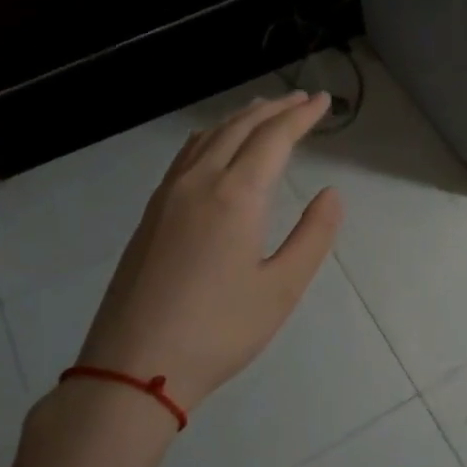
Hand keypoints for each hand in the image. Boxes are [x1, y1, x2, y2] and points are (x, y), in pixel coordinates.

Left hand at [74, 92, 342, 413]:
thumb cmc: (219, 330)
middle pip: (238, 128)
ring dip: (240, 118)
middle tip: (301, 99)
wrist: (134, 366)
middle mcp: (199, 182)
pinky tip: (216, 147)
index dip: (302, 117)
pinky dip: (212, 136)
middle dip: (273, 109)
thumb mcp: (282, 288)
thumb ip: (313, 235)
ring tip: (263, 111)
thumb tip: (331, 194)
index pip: (274, 138)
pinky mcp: (151, 214)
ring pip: (207, 137)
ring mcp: (167, 196)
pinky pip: (186, 155)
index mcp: (235, 195)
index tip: (323, 101)